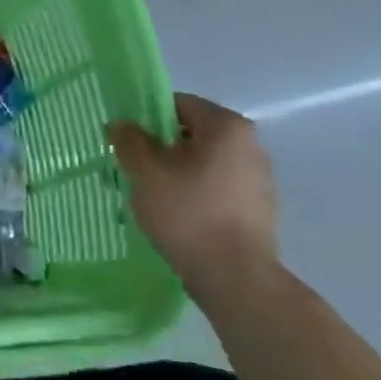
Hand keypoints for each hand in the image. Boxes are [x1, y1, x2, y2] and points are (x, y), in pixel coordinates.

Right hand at [108, 93, 277, 296]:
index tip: (124, 139)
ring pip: (202, 161)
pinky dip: (193, 191)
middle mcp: (250, 144)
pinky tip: (175, 213)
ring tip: (150, 193)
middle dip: (159, 146)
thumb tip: (122, 124)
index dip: (145, 117)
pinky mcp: (258, 206)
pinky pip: (215, 185)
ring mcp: (258, 177)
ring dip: (175, 170)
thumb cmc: (187, 212)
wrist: (234, 275)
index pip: (178, 104)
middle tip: (131, 167)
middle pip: (191, 133)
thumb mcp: (144, 171)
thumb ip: (129, 140)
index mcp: (226, 127)